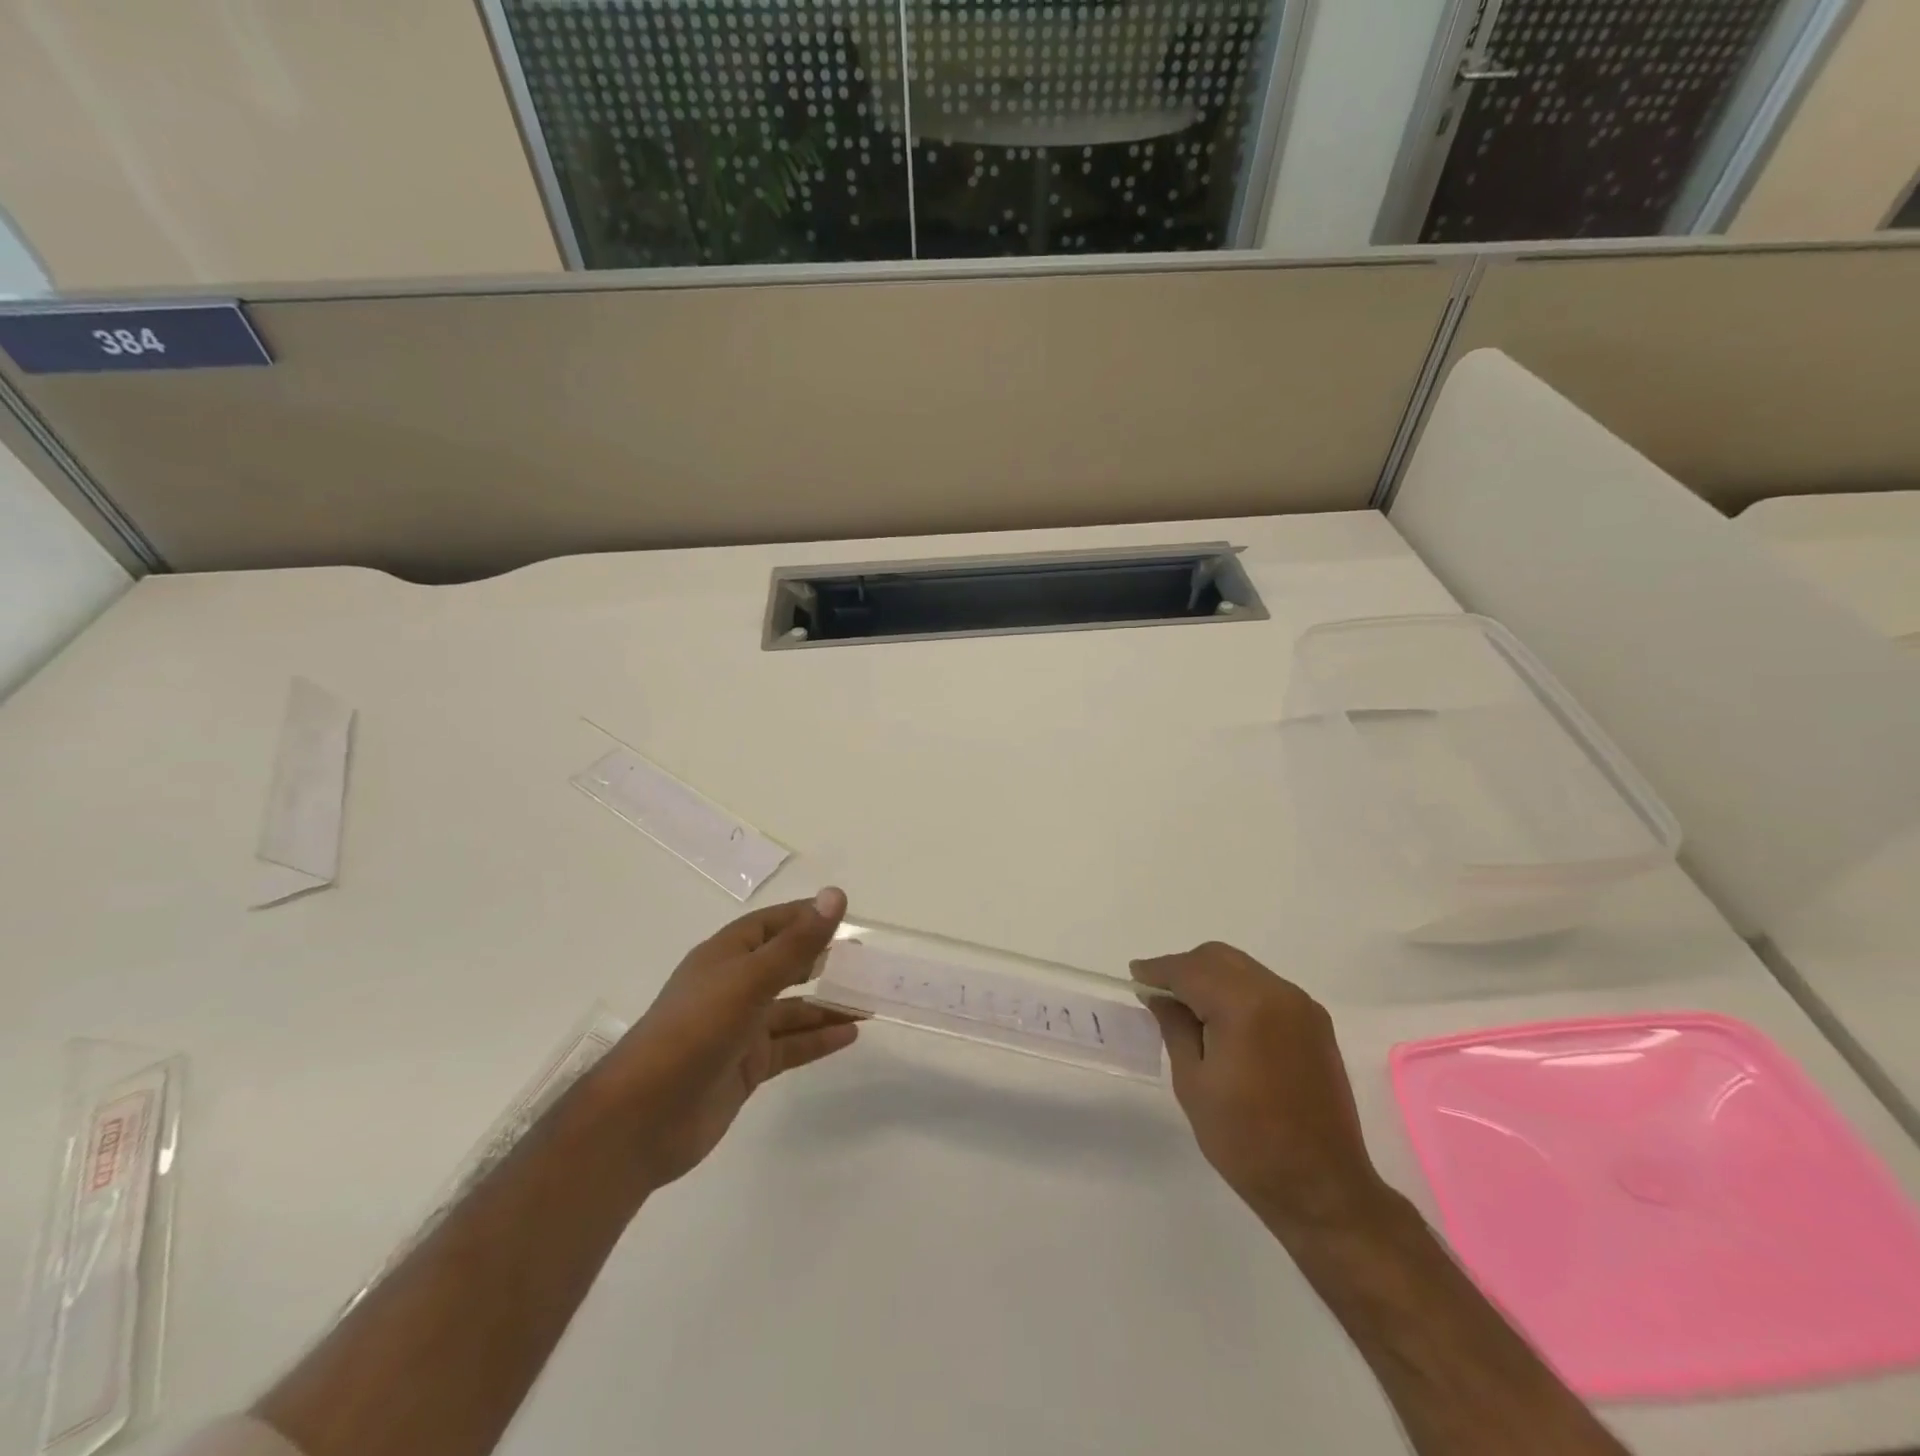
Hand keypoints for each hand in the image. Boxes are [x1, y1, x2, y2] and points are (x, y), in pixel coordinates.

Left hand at [599, 888, 859, 1191]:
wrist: (644, 1117)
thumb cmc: (695, 1030)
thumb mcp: (751, 979)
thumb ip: (797, 943)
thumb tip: (835, 895)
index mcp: (726, 956)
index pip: (771, 924)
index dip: (805, 917)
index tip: (844, 916)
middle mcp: (732, 987)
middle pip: (784, 966)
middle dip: (822, 962)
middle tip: (864, 963)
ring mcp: (738, 1029)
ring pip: (792, 1010)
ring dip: (827, 1005)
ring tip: (869, 1001)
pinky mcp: (744, 1066)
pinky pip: (789, 1046)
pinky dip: (818, 1039)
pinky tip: (850, 1035)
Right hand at [1131, 942, 1386, 1237]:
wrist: (1323, 1188)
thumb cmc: (1246, 1141)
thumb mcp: (1193, 1083)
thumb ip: (1175, 1027)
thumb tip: (1160, 996)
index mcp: (1244, 1005)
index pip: (1190, 970)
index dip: (1158, 970)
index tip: (1135, 976)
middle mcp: (1277, 993)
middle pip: (1218, 958)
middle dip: (1185, 968)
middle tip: (1158, 994)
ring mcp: (1302, 1006)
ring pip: (1243, 969)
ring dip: (1211, 978)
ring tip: (1188, 1008)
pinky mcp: (1315, 1024)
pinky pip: (1265, 988)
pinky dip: (1237, 991)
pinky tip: (1223, 1020)